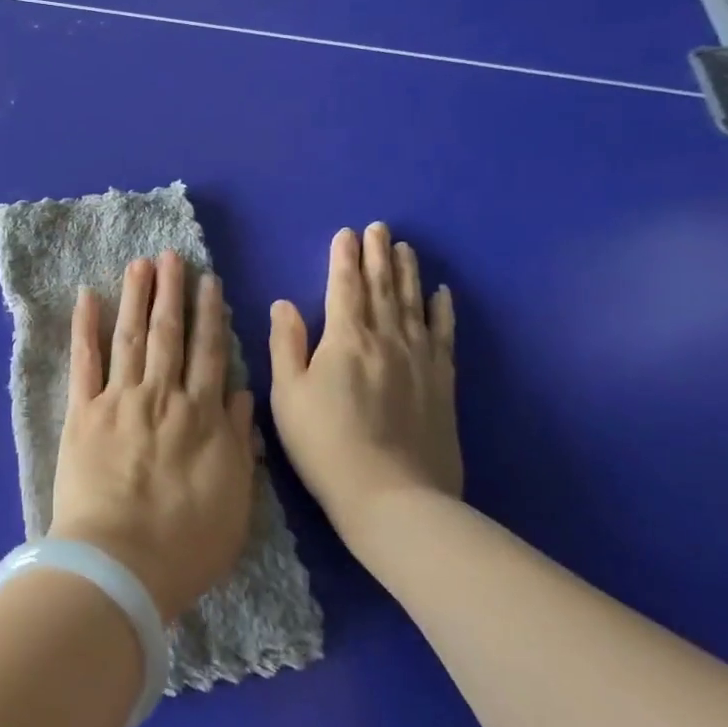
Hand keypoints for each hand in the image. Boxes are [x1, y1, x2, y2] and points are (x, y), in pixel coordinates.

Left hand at [49, 252, 256, 623]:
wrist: (121, 563)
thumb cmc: (185, 544)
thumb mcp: (235, 499)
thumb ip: (237, 440)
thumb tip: (239, 392)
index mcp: (201, 417)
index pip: (209, 353)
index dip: (209, 315)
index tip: (209, 282)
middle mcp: (162, 397)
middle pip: (169, 334)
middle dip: (171, 292)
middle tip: (171, 256)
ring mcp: (119, 400)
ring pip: (130, 337)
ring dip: (135, 297)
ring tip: (139, 264)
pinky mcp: (82, 412)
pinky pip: (84, 361)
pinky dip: (84, 327)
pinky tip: (86, 297)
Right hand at [268, 223, 458, 555]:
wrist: (393, 498)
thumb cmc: (326, 445)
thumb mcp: (287, 396)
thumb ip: (286, 344)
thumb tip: (284, 303)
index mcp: (344, 340)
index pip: (344, 287)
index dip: (343, 258)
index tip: (346, 233)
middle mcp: (385, 339)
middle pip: (381, 288)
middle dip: (377, 255)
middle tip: (379, 228)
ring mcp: (419, 359)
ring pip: (412, 303)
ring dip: (407, 273)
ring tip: (405, 248)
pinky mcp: (442, 383)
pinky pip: (443, 335)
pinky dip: (442, 311)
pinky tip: (442, 293)